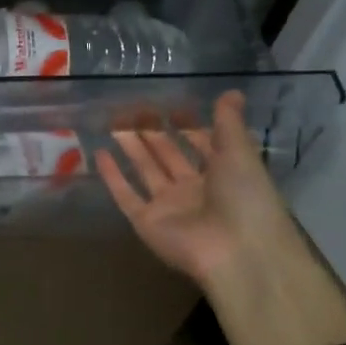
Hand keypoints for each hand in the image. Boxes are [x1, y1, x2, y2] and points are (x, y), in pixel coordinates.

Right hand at [94, 91, 307, 289]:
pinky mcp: (146, 222)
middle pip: (168, 155)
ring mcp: (169, 207)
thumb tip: (231, 91)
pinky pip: (126, 195)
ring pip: (145, 170)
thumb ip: (229, 123)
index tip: (171, 104)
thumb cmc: (246, 198)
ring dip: (131, 146)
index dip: (188, 125)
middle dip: (153, 131)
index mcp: (222, 175)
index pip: (201, 145)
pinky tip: (99, 153)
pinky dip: (112, 176)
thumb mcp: (240, 153)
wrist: (238, 253)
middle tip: (133, 107)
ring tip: (113, 121)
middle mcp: (194, 190)